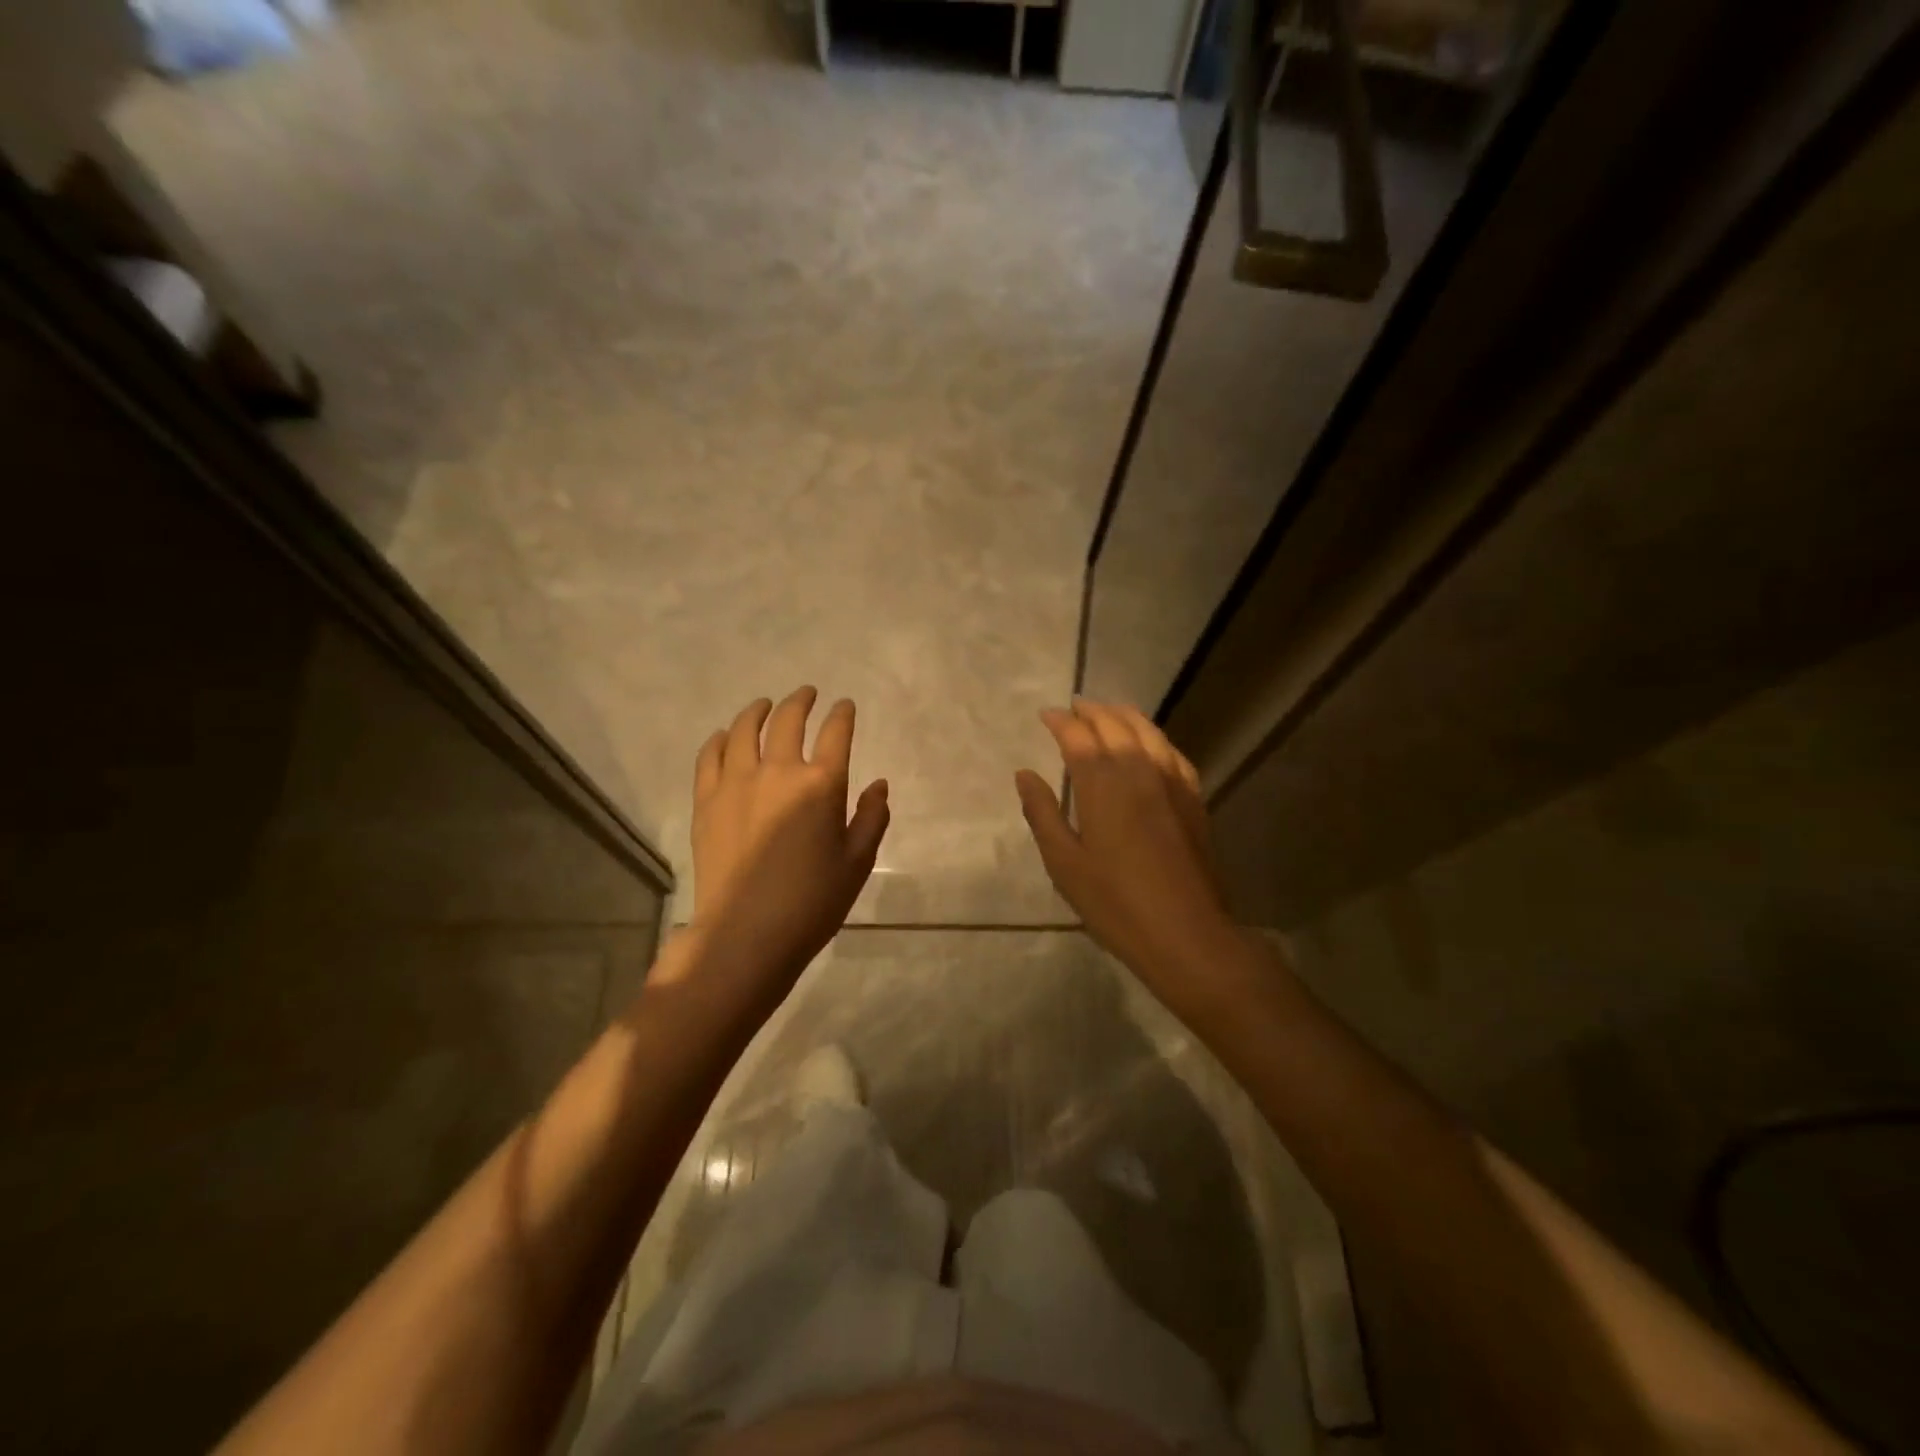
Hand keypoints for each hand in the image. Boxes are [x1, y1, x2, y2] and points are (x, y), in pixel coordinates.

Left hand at [680, 687, 889, 1020]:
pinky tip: (724, 736)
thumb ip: (872, 817)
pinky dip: (719, 740)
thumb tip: (879, 784)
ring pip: (744, 730)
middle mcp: (778, 771)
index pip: (836, 733)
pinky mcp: (707, 801)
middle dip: (801, 701)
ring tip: (765, 705)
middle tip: (807, 694)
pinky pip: (709, 757)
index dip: (842, 714)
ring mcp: (736, 783)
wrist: (747, 933)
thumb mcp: (857, 862)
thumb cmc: (812, 901)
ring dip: (758, 711)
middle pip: (788, 720)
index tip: (844, 705)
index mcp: (821, 784)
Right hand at [1015, 700, 1248, 1024]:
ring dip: (1125, 715)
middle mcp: (1139, 771)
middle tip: (1074, 707)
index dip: (1061, 721)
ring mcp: (1171, 783)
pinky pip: (1173, 753)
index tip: (1046, 714)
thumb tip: (1025, 774)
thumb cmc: (1114, 903)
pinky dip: (1156, 738)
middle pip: (1115, 726)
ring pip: (1148, 732)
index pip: (1078, 737)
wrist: (1186, 933)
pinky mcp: (1193, 799)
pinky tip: (1152, 743)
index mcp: (1102, 785)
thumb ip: (1043, 813)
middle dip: (1092, 711)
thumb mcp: (1064, 863)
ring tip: (1109, 710)